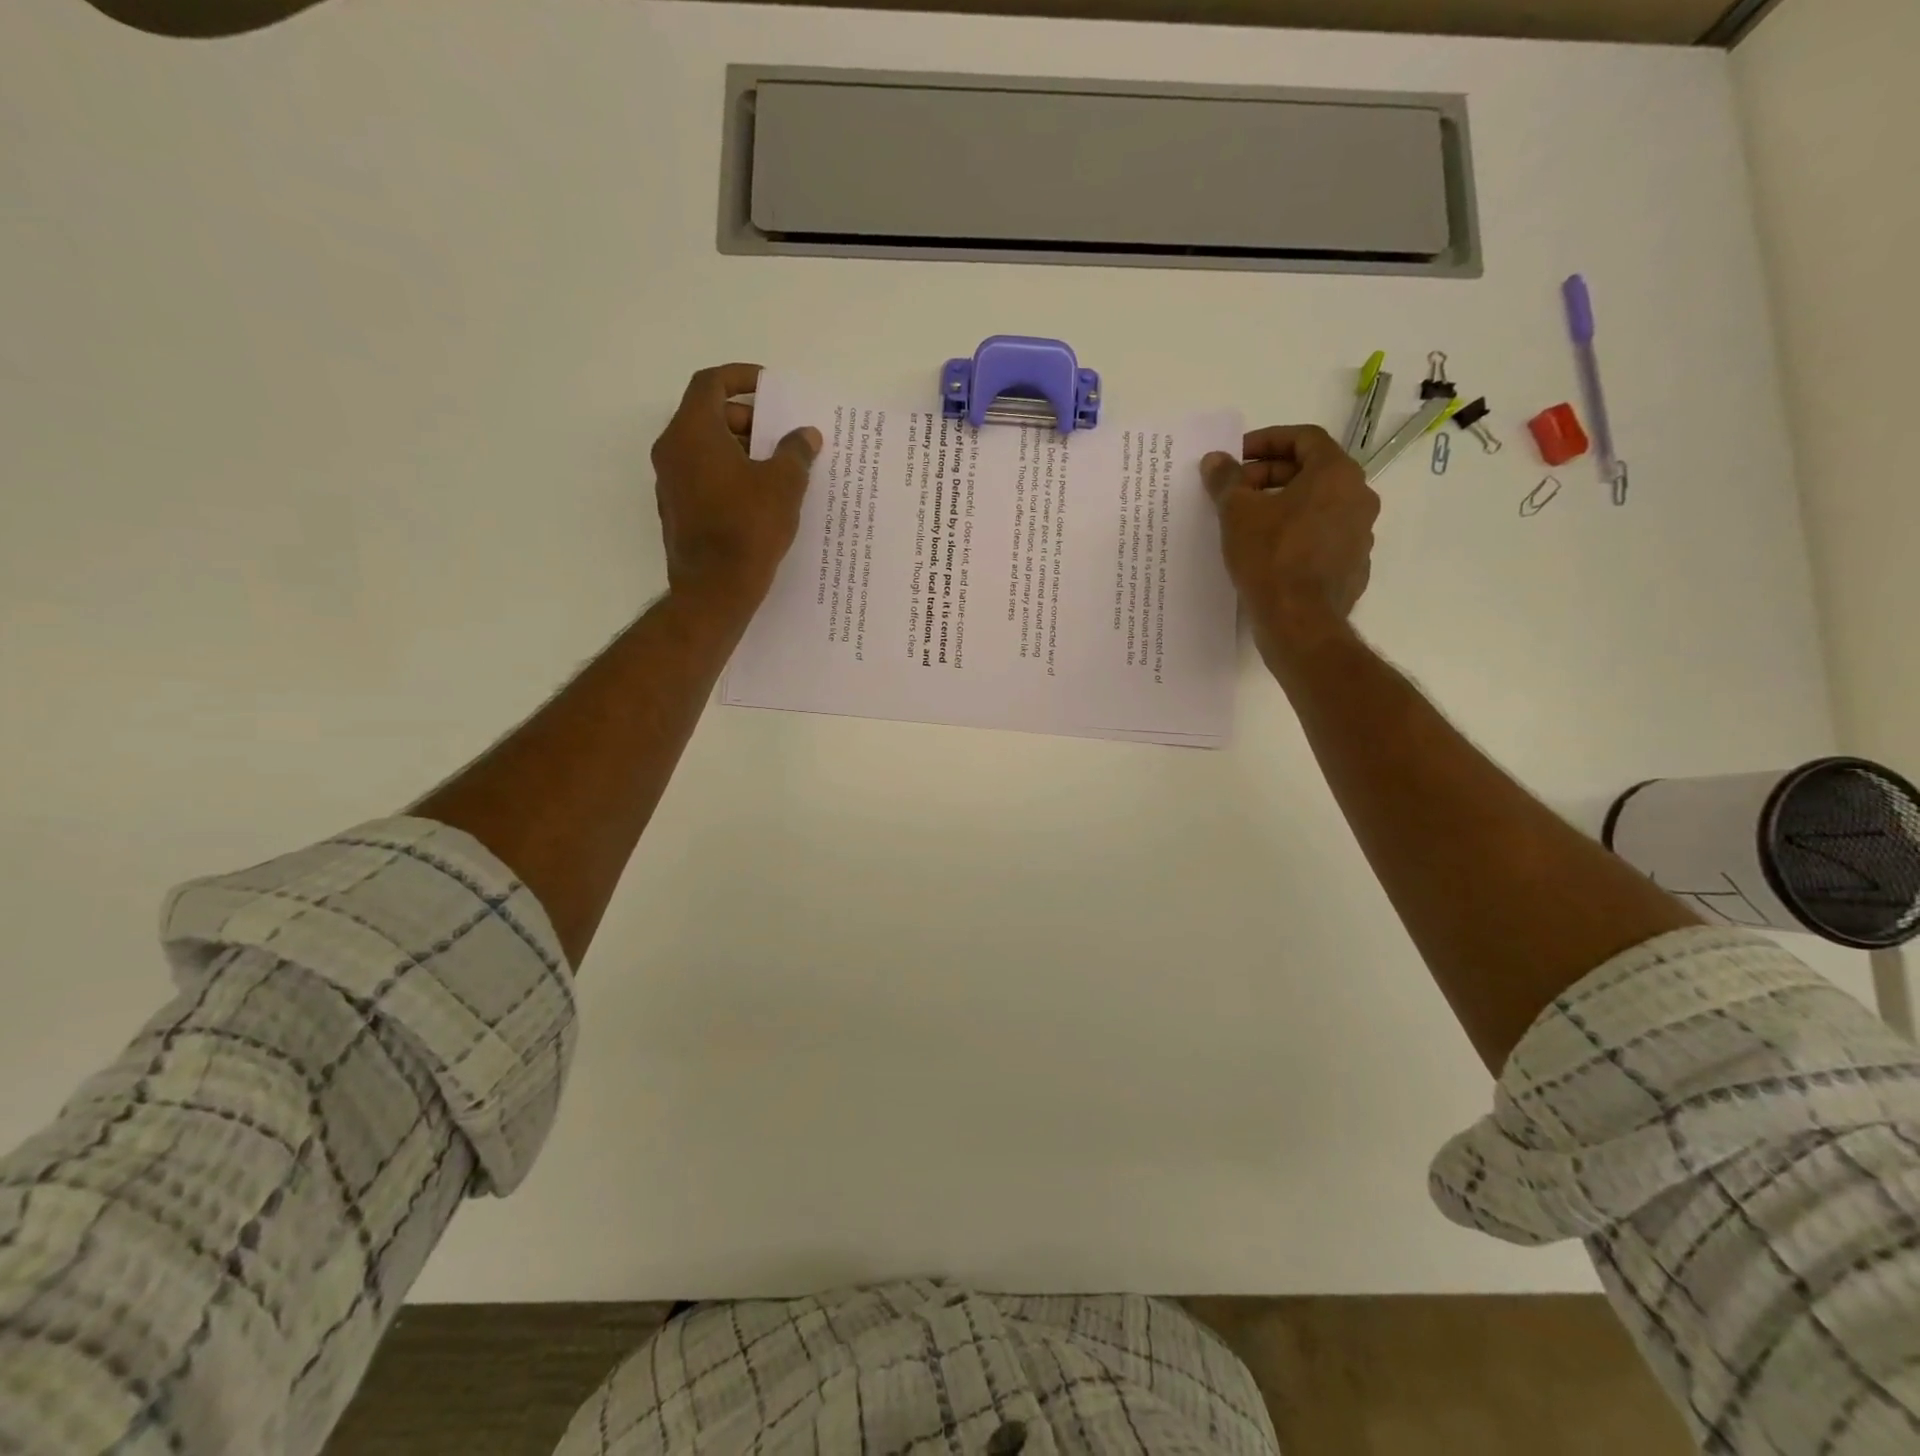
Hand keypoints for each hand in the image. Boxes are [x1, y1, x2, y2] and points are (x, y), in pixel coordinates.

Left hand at [650, 363, 820, 623]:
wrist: (715, 590)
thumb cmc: (748, 529)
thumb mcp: (783, 485)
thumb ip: (795, 452)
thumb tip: (805, 435)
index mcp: (692, 433)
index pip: (710, 384)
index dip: (740, 378)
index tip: (769, 388)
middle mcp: (672, 451)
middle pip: (707, 416)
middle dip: (746, 419)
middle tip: (779, 435)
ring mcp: (669, 483)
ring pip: (704, 449)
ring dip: (739, 449)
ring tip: (776, 468)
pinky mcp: (676, 511)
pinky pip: (702, 477)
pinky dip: (728, 474)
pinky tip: (759, 497)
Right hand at [1202, 425, 1379, 663]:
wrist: (1299, 620)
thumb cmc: (1270, 556)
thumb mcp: (1238, 513)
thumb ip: (1226, 480)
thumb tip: (1215, 460)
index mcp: (1337, 474)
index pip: (1304, 438)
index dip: (1267, 441)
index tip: (1237, 455)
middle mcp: (1359, 497)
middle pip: (1312, 472)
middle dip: (1270, 476)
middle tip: (1236, 491)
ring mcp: (1360, 534)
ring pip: (1318, 506)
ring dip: (1284, 506)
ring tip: (1248, 522)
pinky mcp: (1352, 566)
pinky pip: (1322, 538)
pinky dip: (1296, 534)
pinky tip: (1268, 552)